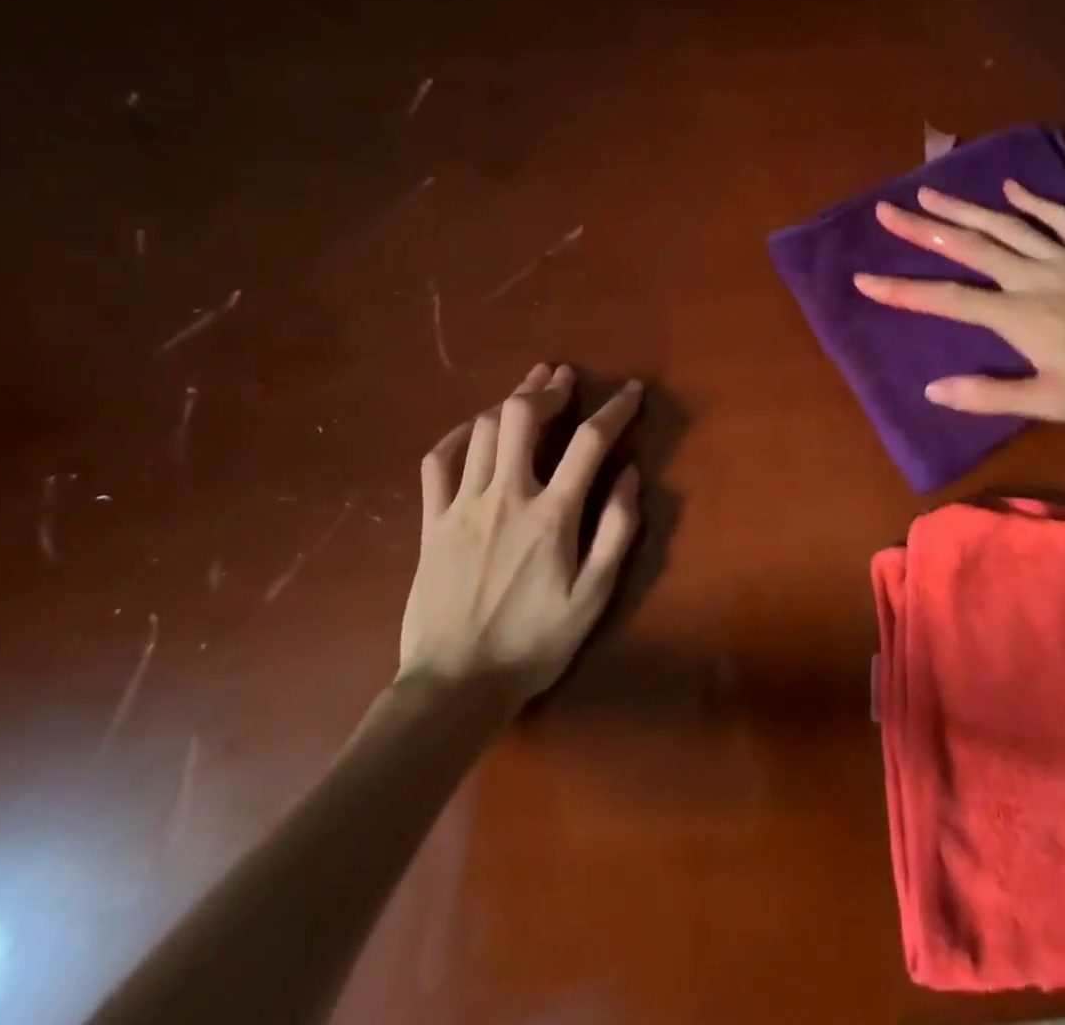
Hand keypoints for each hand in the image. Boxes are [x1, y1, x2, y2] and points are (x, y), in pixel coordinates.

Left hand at [401, 362, 641, 701]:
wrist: (454, 686)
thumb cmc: (533, 643)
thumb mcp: (593, 596)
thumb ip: (616, 531)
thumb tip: (631, 475)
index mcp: (551, 515)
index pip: (589, 442)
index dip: (615, 409)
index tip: (631, 390)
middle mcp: (506, 496)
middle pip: (523, 417)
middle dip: (548, 389)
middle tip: (564, 378)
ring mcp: (462, 506)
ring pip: (484, 430)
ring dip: (510, 401)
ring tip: (528, 389)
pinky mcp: (432, 522)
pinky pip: (438, 462)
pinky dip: (458, 436)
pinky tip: (475, 428)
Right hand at [853, 180, 1064, 427]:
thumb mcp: (1048, 403)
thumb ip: (988, 394)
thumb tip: (933, 389)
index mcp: (1018, 316)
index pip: (948, 299)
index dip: (903, 290)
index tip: (864, 279)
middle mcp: (1033, 278)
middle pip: (969, 248)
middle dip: (923, 229)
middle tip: (887, 210)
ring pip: (1007, 225)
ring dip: (965, 208)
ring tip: (930, 191)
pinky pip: (1062, 217)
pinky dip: (1034, 200)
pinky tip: (1010, 188)